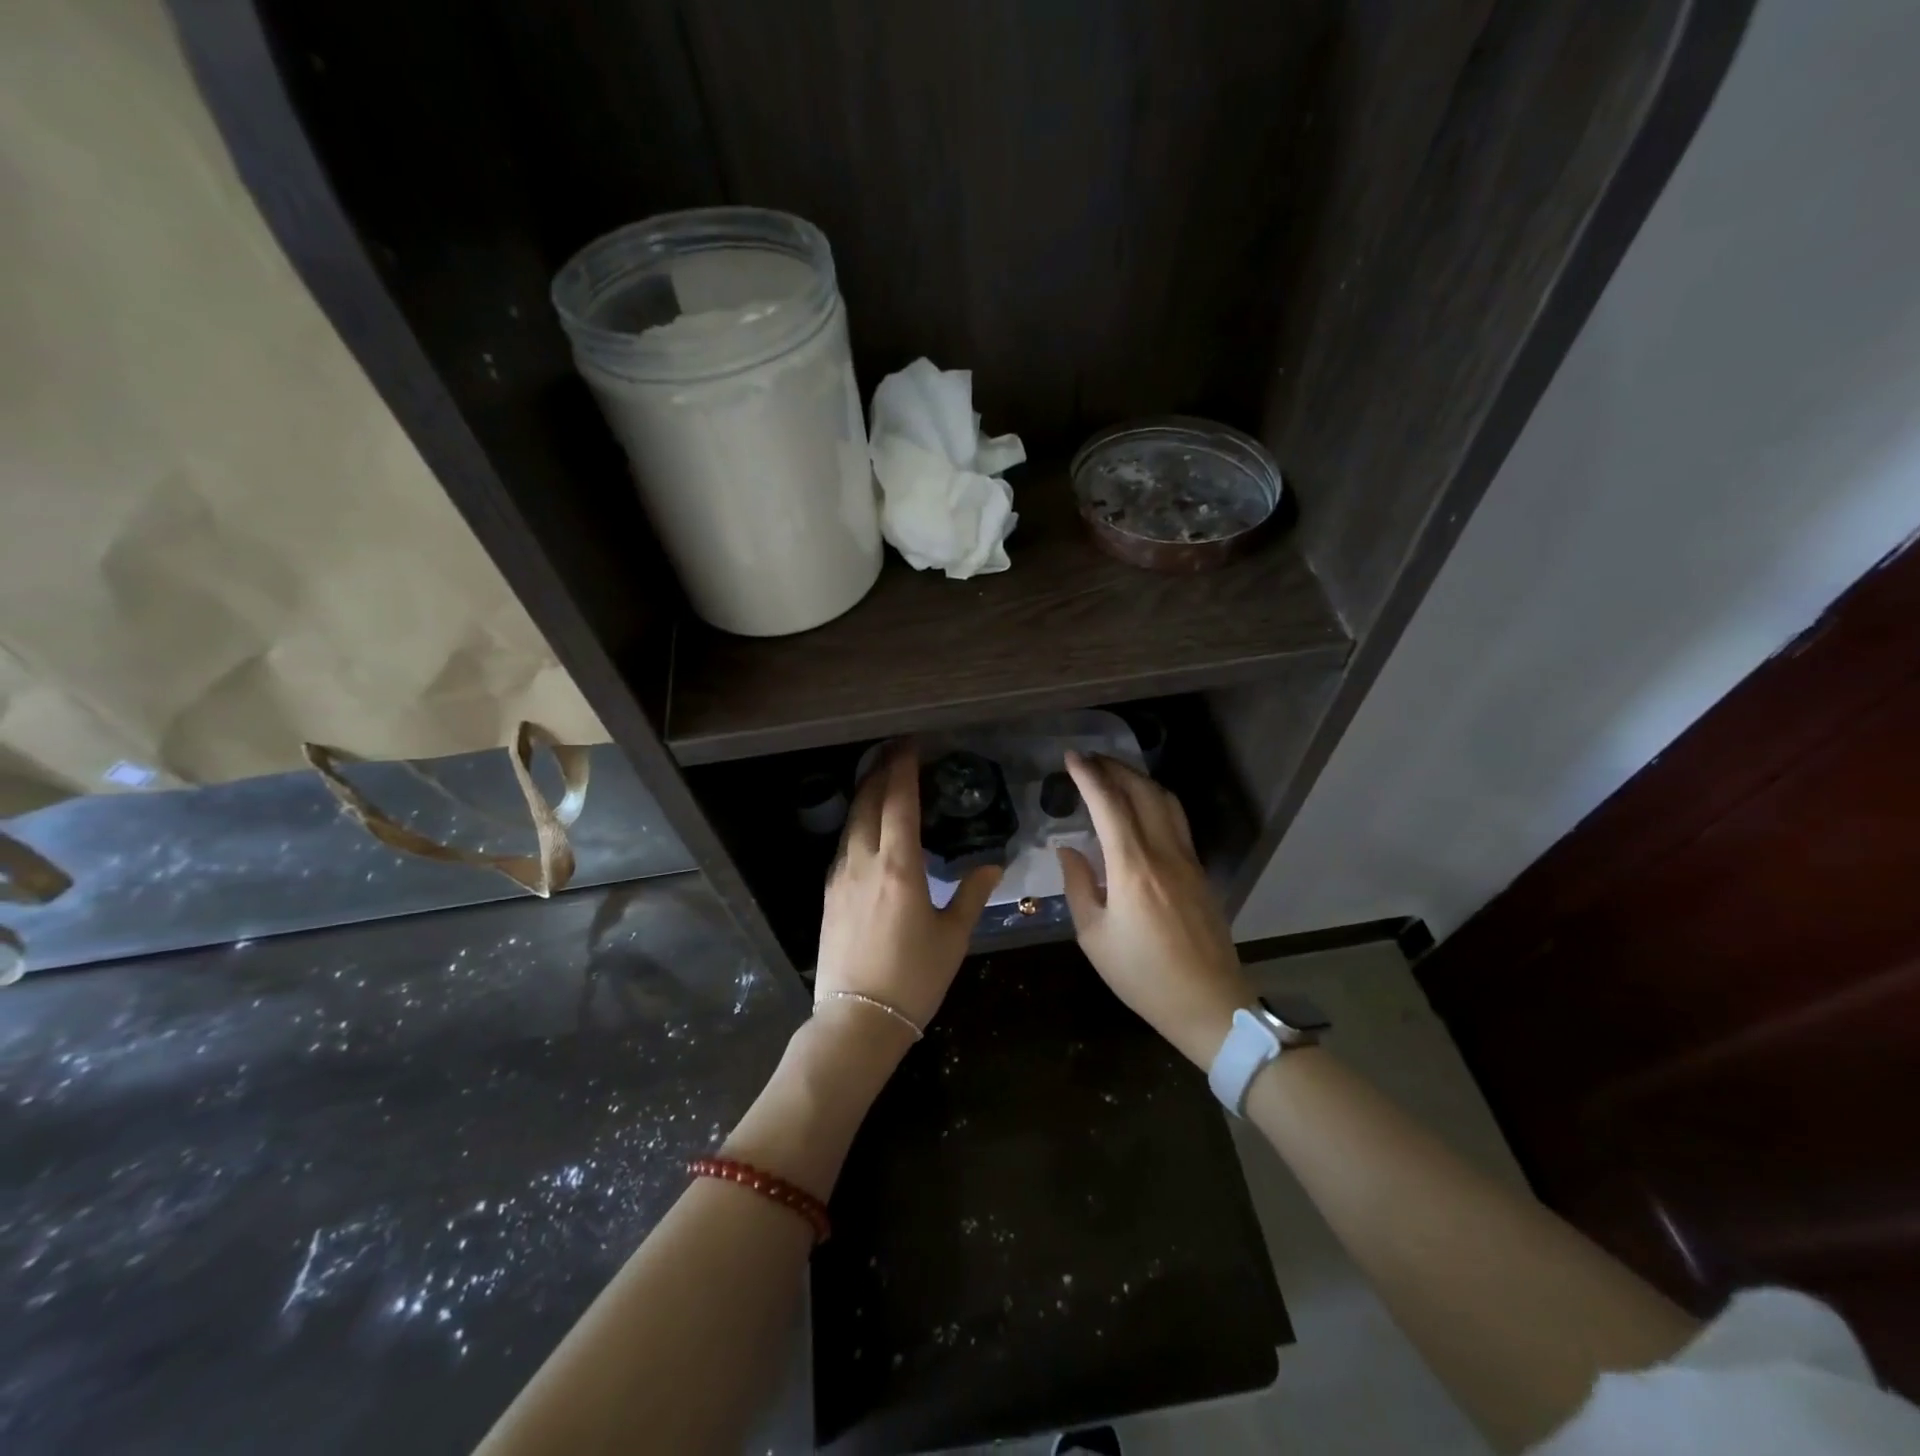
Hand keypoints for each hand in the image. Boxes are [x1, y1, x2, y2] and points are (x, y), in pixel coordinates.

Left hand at [815, 742, 1000, 1032]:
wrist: (857, 1021)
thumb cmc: (913, 979)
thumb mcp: (953, 937)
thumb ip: (972, 894)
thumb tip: (993, 865)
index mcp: (899, 867)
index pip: (899, 803)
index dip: (904, 769)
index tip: (910, 744)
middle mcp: (864, 862)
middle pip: (868, 803)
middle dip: (881, 771)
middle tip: (895, 750)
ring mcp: (840, 877)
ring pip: (851, 822)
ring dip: (866, 794)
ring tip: (880, 778)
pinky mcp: (829, 894)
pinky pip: (843, 845)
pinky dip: (857, 823)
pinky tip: (866, 827)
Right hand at [1057, 751, 1253, 1067]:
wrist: (1208, 1003)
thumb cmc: (1143, 976)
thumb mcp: (1094, 936)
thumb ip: (1079, 886)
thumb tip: (1068, 850)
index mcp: (1132, 868)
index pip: (1109, 805)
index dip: (1089, 776)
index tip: (1071, 757)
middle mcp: (1164, 853)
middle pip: (1142, 791)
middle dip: (1114, 768)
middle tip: (1089, 760)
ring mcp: (1188, 860)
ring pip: (1166, 801)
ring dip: (1138, 780)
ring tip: (1113, 776)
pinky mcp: (1200, 871)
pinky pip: (1176, 821)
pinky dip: (1155, 801)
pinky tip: (1140, 808)